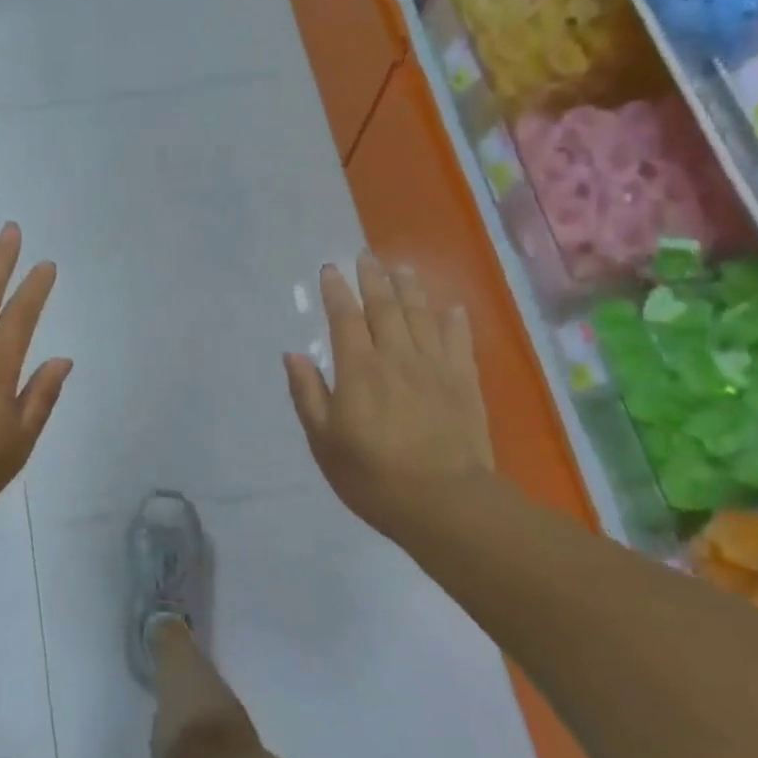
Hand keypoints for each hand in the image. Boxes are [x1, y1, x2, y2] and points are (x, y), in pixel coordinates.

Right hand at [284, 257, 492, 538]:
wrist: (443, 502)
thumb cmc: (372, 476)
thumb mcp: (324, 440)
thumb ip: (308, 394)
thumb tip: (294, 355)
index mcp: (359, 370)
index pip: (345, 319)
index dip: (336, 292)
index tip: (330, 269)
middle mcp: (396, 357)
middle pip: (385, 307)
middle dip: (373, 279)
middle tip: (366, 255)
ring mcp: (434, 367)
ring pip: (421, 316)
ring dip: (410, 288)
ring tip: (401, 267)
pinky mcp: (464, 383)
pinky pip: (458, 341)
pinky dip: (452, 321)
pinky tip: (449, 307)